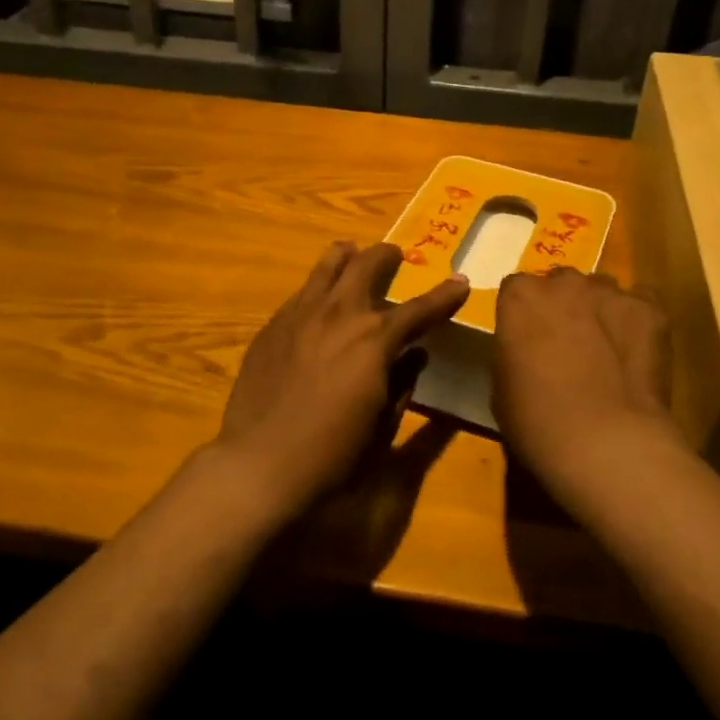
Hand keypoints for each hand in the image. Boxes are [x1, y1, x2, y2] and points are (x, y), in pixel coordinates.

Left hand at [212, 242, 468, 522]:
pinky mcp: (271, 327)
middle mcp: (339, 315)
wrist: (258, 465)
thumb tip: (416, 356)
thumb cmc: (331, 456)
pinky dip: (318, 289)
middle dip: (386, 256)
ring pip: (327, 267)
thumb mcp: (382, 425)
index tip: (460, 282)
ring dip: (346, 258)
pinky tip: (317, 302)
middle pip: (367, 266)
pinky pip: (301, 294)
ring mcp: (300, 315)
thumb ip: (402, 383)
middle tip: (394, 255)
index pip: (419, 309)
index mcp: (374, 340)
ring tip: (352, 254)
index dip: (444, 296)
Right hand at [492, 268, 685, 513]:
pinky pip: (641, 304)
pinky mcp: (650, 310)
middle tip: (568, 344)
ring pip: (602, 291)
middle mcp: (564, 282)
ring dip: (600, 312)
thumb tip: (527, 353)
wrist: (605, 442)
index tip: (529, 340)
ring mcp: (610, 293)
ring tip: (608, 350)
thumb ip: (513, 353)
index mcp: (520, 297)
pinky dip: (638, 322)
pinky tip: (637, 353)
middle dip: (564, 306)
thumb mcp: (502, 388)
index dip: (524, 315)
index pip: (517, 290)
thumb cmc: (537, 421)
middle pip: (562, 284)